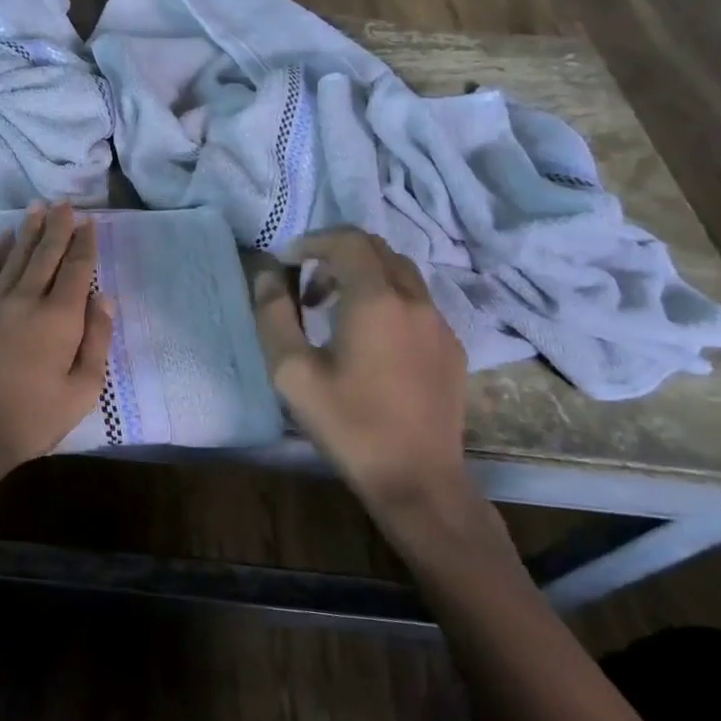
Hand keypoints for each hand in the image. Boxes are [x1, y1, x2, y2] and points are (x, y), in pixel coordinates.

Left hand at [0, 202, 114, 475]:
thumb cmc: (33, 418)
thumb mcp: (83, 390)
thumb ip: (97, 340)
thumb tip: (104, 297)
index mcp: (60, 318)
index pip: (76, 270)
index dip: (84, 244)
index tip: (89, 222)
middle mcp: (27, 300)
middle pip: (45, 254)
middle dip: (58, 227)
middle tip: (65, 203)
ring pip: (16, 257)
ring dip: (29, 230)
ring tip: (38, 207)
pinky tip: (3, 238)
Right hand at [253, 228, 467, 511]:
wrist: (417, 480)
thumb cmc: (349, 424)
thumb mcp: (292, 372)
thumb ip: (274, 315)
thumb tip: (268, 275)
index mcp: (376, 300)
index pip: (347, 241)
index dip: (313, 242)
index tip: (288, 263)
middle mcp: (415, 300)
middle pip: (377, 249)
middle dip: (337, 256)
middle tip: (308, 290)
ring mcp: (440, 323)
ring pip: (401, 273)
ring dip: (364, 276)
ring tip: (335, 312)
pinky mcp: (452, 348)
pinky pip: (418, 302)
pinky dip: (388, 299)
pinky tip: (370, 341)